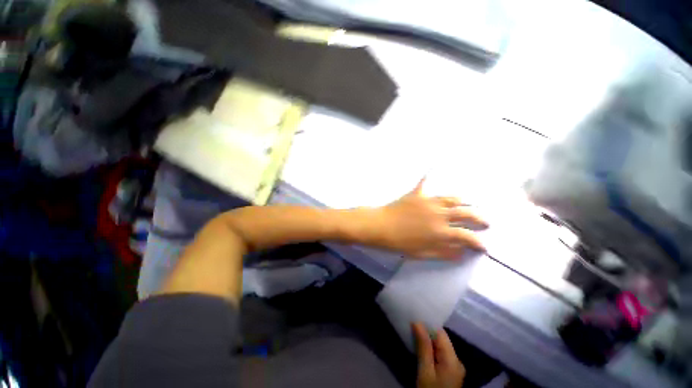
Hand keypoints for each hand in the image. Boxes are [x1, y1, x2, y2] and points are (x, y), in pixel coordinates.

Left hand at [373, 179, 486, 258]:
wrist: (380, 226)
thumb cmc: (399, 243)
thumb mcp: (422, 253)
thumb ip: (444, 253)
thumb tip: (462, 252)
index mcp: (442, 232)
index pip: (467, 237)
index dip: (478, 243)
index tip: (483, 247)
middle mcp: (440, 214)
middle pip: (466, 213)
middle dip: (479, 218)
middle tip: (485, 222)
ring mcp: (429, 201)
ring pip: (452, 198)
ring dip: (464, 201)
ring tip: (469, 204)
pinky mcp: (417, 194)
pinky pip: (426, 183)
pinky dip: (431, 177)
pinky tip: (434, 168)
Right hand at [413, 323, 465, 387]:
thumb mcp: (425, 371)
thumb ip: (423, 346)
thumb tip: (417, 322)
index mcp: (453, 359)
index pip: (441, 333)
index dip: (428, 324)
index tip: (414, 318)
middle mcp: (457, 360)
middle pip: (442, 339)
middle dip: (427, 332)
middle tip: (412, 326)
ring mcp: (455, 367)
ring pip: (441, 346)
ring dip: (428, 340)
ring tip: (415, 334)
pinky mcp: (451, 371)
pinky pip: (441, 354)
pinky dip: (432, 349)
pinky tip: (422, 348)